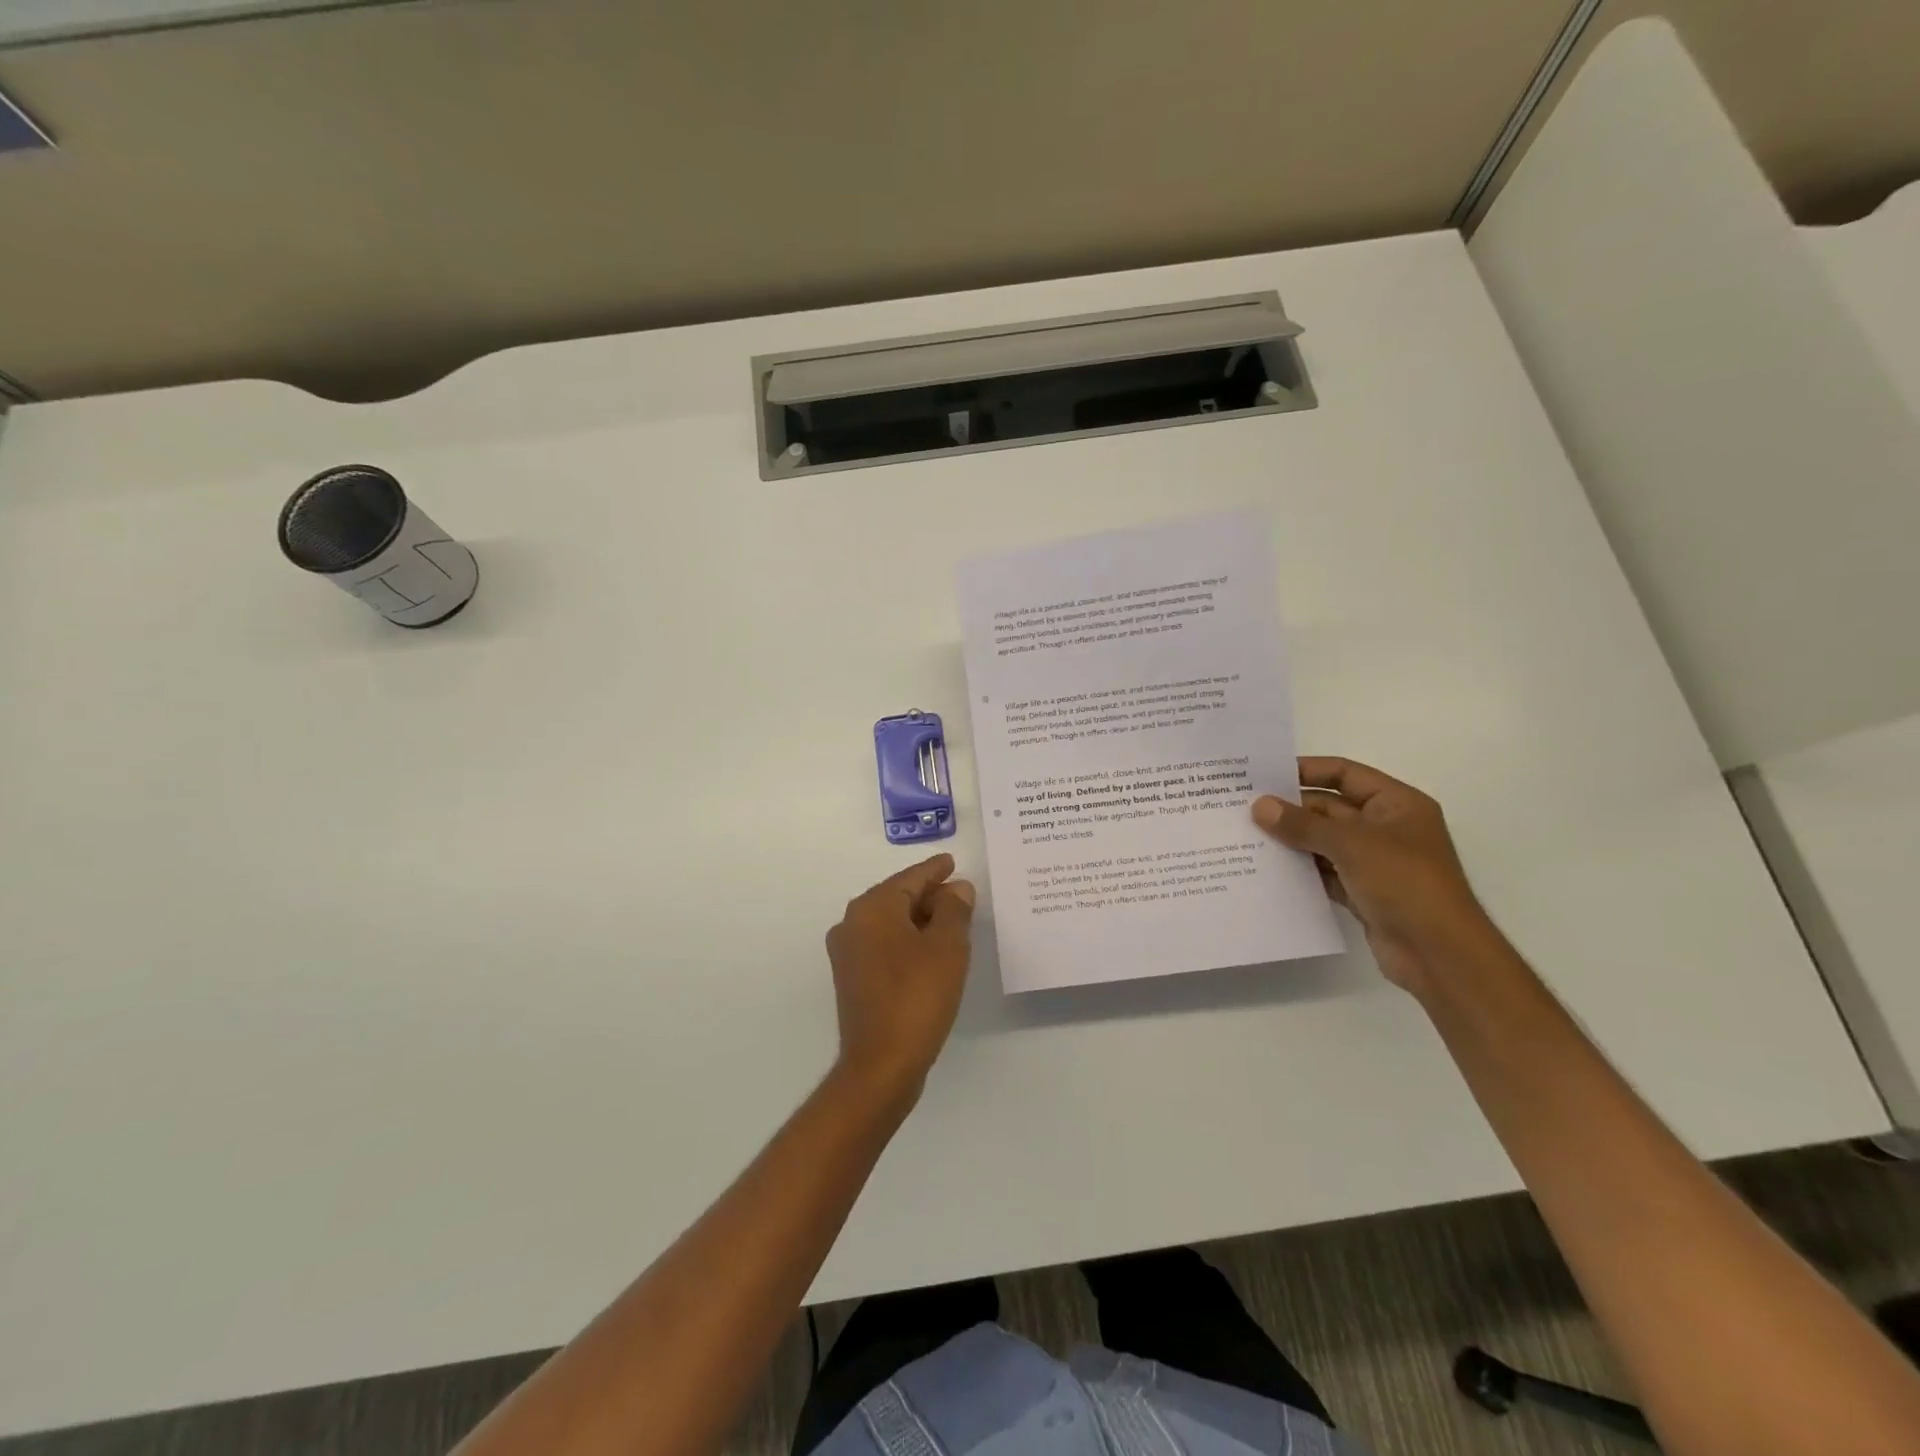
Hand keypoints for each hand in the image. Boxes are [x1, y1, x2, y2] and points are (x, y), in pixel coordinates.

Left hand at [825, 853, 975, 1103]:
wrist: (881, 1065)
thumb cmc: (917, 997)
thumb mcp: (947, 947)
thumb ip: (954, 910)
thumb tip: (956, 889)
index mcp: (871, 909)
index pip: (909, 879)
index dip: (935, 870)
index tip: (952, 862)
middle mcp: (852, 924)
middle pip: (896, 898)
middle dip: (929, 895)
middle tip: (960, 894)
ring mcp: (848, 954)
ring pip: (890, 923)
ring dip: (920, 920)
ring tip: (952, 921)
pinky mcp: (852, 979)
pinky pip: (884, 945)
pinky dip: (908, 941)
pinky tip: (931, 951)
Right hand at [1252, 757, 1494, 993]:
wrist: (1439, 953)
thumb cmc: (1405, 882)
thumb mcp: (1351, 844)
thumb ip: (1303, 824)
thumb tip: (1259, 806)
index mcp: (1396, 804)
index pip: (1345, 774)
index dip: (1307, 770)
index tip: (1265, 774)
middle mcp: (1386, 828)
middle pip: (1330, 809)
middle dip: (1291, 810)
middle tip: (1243, 809)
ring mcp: (1374, 862)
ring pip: (1323, 842)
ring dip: (1291, 841)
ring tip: (1245, 837)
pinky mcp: (1362, 893)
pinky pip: (1324, 873)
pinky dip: (1300, 870)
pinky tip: (1266, 869)